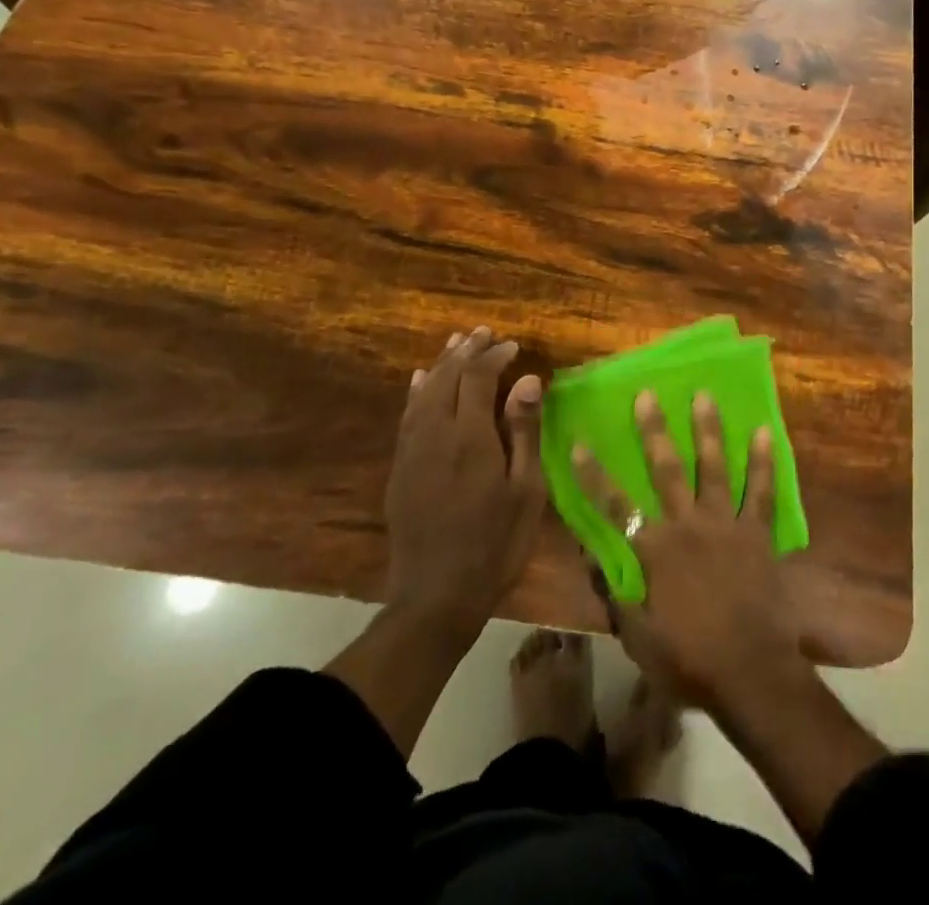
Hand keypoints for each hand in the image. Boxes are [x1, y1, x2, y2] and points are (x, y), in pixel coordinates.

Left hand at [382, 326, 544, 629]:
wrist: (436, 595)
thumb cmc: (495, 543)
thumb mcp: (525, 490)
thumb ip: (524, 431)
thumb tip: (528, 380)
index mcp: (470, 437)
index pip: (478, 378)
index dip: (494, 356)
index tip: (513, 347)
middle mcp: (436, 434)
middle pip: (447, 378)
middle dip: (466, 351)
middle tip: (485, 333)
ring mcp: (412, 451)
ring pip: (423, 392)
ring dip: (440, 364)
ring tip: (456, 343)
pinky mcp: (400, 468)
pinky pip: (406, 416)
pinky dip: (416, 391)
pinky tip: (419, 380)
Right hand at [573, 391, 804, 710]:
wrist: (751, 673)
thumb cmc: (689, 660)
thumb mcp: (638, 637)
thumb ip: (615, 593)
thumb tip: (591, 557)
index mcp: (655, 550)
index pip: (615, 506)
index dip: (594, 475)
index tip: (579, 443)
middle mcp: (687, 525)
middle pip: (666, 469)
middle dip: (653, 430)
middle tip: (648, 394)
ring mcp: (724, 524)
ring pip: (713, 467)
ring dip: (707, 429)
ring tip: (703, 395)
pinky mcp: (756, 532)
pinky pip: (760, 490)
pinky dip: (763, 461)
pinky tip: (765, 431)